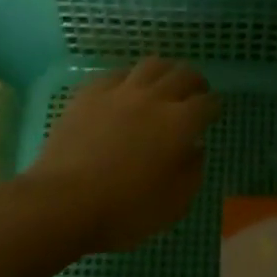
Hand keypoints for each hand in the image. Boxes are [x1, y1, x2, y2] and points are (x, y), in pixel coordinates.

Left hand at [24, 58, 220, 252]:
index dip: (214, 106)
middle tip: (195, 92)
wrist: (62, 202)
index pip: (207, 103)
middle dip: (195, 81)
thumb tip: (195, 149)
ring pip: (151, 65)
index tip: (213, 112)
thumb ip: (192, 173)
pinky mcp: (90, 93)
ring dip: (165, 71)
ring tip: (164, 83)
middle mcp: (154, 98)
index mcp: (180, 123)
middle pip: (183, 74)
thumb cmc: (124, 211)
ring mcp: (120, 91)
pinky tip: (125, 91)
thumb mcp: (173, 206)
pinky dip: (129, 78)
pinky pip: (117, 74)